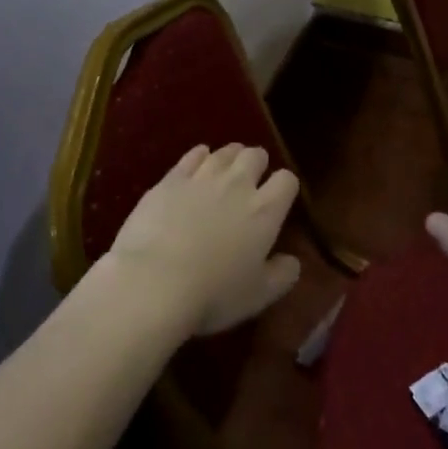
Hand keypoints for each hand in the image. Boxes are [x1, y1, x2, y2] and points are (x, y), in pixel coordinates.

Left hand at [105, 144, 302, 336]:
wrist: (154, 281)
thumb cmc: (213, 294)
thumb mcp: (258, 296)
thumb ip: (281, 276)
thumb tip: (293, 262)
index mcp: (264, 211)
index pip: (286, 180)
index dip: (285, 187)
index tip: (279, 199)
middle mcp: (237, 184)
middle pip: (255, 155)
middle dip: (257, 163)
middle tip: (251, 180)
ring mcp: (202, 177)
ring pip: (224, 152)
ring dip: (230, 157)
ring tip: (227, 169)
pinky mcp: (172, 178)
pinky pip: (192, 155)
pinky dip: (199, 156)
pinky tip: (198, 162)